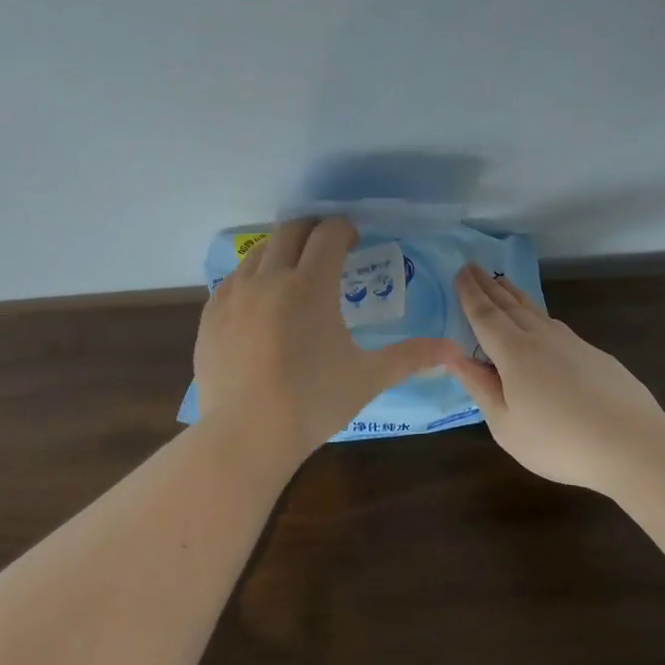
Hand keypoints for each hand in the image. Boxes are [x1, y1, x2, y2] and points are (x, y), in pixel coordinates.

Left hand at [194, 218, 462, 465]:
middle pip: (290, 230)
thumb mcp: (367, 377)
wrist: (245, 435)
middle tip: (327, 248)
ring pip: (258, 252)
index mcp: (310, 285)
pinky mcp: (211, 314)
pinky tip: (260, 303)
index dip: (345, 229)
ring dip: (280, 251)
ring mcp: (234, 294)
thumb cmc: (312, 403)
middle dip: (312, 231)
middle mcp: (269, 277)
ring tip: (294, 274)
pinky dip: (252, 278)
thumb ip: (410, 356)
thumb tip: (453, 349)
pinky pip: (233, 280)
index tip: (354, 241)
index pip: (329, 234)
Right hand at [447, 266, 664, 488]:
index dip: (470, 294)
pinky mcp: (594, 354)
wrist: (631, 444)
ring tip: (502, 283)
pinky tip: (540, 320)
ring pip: (535, 310)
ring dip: (514, 295)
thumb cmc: (558, 441)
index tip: (459, 272)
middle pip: (509, 305)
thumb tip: (453, 357)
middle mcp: (540, 337)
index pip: (484, 315)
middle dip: (488, 286)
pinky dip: (538, 314)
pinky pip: (555, 325)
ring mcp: (571, 343)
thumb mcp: (506, 424)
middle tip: (473, 267)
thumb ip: (479, 387)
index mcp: (513, 353)